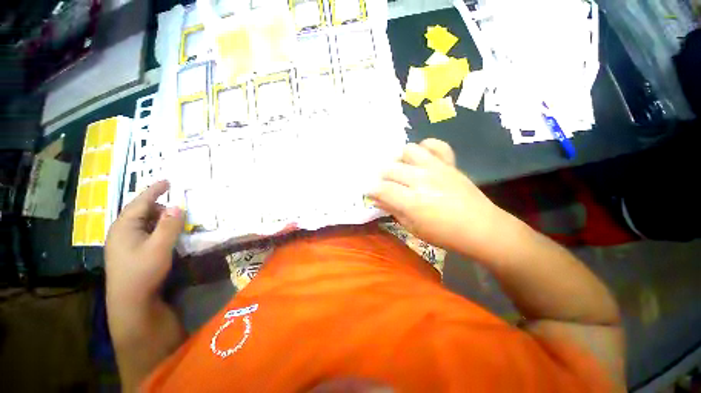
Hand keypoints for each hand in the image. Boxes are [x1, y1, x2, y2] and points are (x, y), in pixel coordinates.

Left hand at [105, 180, 184, 305]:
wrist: (130, 302)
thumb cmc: (143, 272)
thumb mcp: (159, 247)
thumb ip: (169, 225)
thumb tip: (178, 206)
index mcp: (124, 226)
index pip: (140, 202)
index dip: (154, 190)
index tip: (167, 181)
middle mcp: (121, 231)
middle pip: (142, 211)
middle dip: (161, 208)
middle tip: (180, 211)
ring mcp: (124, 242)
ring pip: (144, 223)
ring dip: (160, 220)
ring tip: (176, 225)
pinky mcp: (129, 252)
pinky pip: (144, 233)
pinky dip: (157, 230)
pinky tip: (166, 237)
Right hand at [368, 139, 506, 257]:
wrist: (481, 228)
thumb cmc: (444, 234)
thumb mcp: (413, 228)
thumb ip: (393, 210)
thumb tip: (377, 199)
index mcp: (412, 201)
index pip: (382, 189)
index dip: (371, 190)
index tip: (370, 192)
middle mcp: (421, 180)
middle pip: (391, 169)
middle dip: (382, 177)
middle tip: (385, 185)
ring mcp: (436, 168)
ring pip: (408, 151)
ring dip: (400, 159)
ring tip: (401, 170)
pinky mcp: (449, 164)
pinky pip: (435, 145)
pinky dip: (425, 148)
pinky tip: (422, 158)